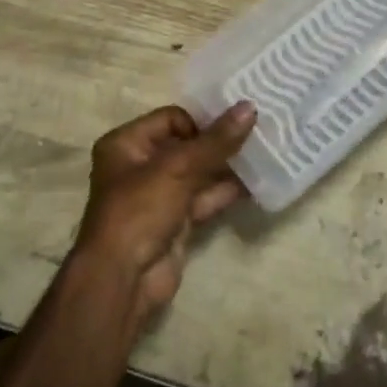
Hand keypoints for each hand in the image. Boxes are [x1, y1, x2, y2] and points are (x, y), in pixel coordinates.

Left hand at [74, 101, 255, 330]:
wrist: (123, 280)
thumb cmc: (140, 210)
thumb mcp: (178, 168)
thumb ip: (216, 140)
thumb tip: (250, 107)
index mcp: (127, 144)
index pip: (171, 118)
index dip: (202, 121)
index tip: (235, 123)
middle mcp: (140, 166)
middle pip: (187, 145)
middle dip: (219, 142)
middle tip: (258, 132)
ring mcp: (159, 196)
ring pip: (198, 173)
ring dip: (227, 166)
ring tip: (263, 154)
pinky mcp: (176, 222)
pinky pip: (204, 198)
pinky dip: (226, 191)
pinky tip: (256, 183)